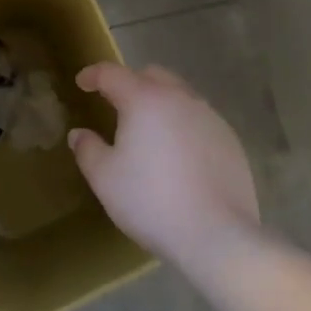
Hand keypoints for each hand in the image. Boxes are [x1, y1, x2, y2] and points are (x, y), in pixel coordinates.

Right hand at [71, 63, 260, 271]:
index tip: (82, 83)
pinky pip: (200, 120)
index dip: (93, 75)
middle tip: (117, 106)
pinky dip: (183, 125)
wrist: (216, 236)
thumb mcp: (105, 179)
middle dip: (131, 83)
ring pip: (180, 95)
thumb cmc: (151, 201)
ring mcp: (210, 117)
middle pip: (151, 75)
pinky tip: (179, 156)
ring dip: (160, 103)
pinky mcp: (230, 139)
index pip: (112, 74)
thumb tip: (79, 134)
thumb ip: (88, 149)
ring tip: (150, 132)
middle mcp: (179, 98)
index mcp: (145, 99)